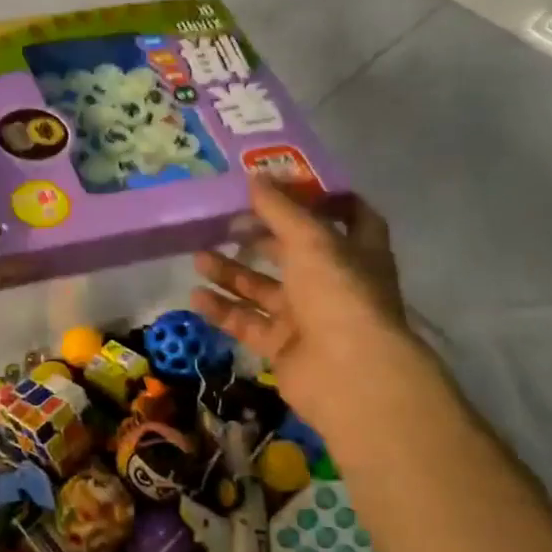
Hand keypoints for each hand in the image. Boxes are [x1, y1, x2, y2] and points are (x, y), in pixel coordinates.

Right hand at [191, 178, 439, 443]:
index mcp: (356, 252)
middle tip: (224, 222)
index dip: (321, 200)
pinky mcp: (284, 347)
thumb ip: (280, 209)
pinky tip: (196, 297)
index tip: (284, 186)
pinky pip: (248, 323)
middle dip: (260, 237)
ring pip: (264, 289)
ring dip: (232, 273)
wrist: (348, 374)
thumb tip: (255, 177)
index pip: (349, 216)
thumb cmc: (339, 293)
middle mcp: (334, 283)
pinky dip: (224, 310)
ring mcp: (309, 318)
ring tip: (197, 257)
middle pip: (294, 253)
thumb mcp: (310, 240)